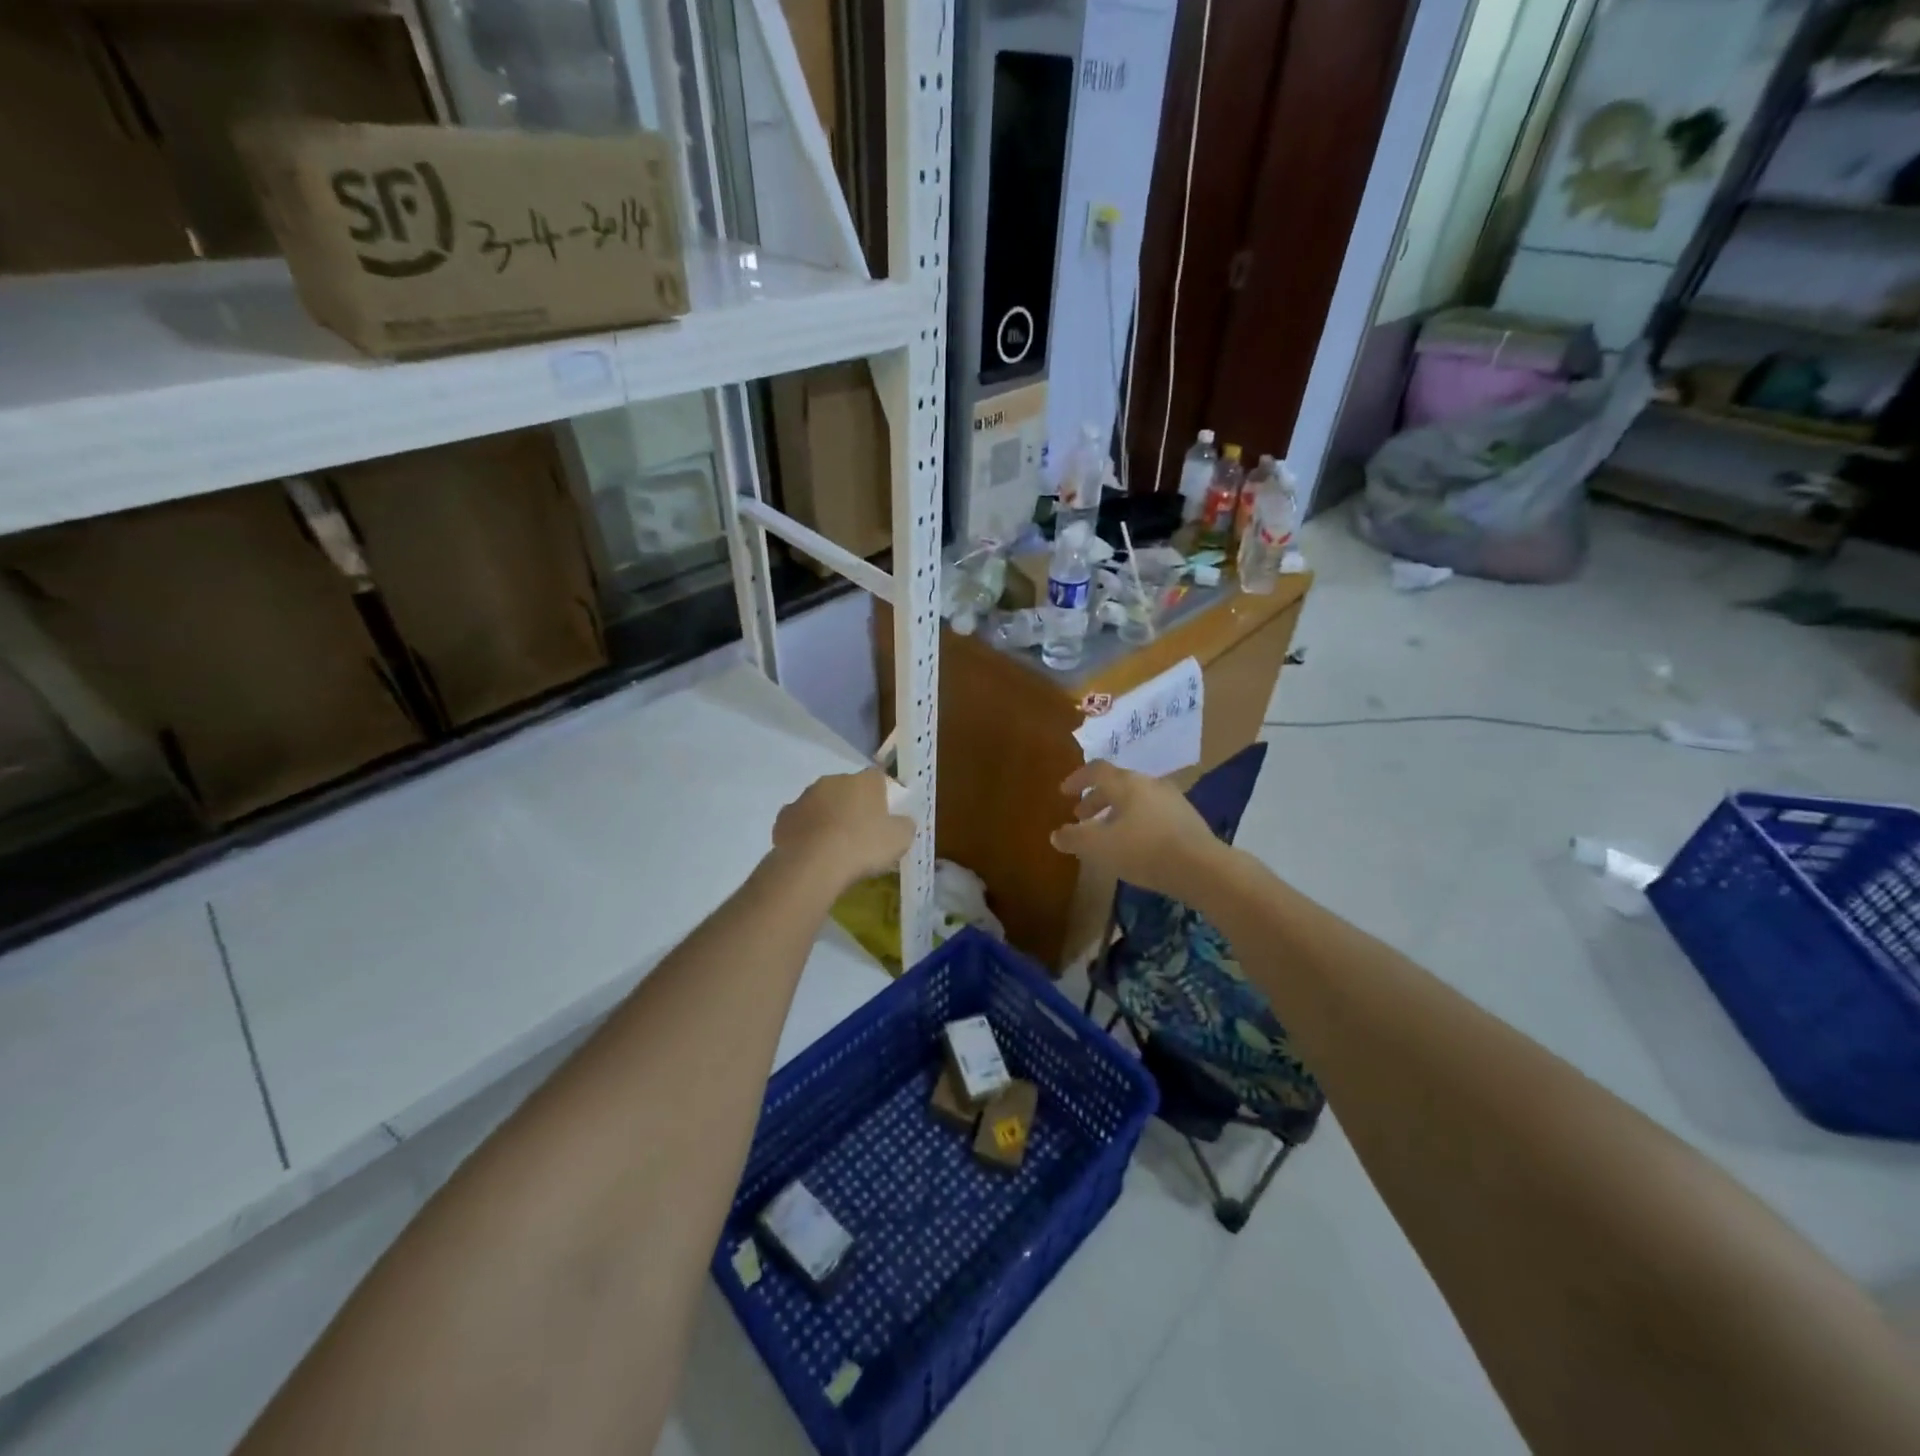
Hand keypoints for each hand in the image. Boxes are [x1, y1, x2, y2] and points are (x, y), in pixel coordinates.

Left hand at [772, 769, 915, 892]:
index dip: (882, 795)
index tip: (883, 816)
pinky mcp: (784, 817)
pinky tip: (812, 852)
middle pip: (847, 789)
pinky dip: (806, 832)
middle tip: (859, 832)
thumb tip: (902, 821)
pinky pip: (800, 821)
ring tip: (833, 846)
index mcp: (864, 781)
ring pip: (821, 804)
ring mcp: (805, 797)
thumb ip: (904, 825)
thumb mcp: (900, 839)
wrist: (813, 865)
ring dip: (827, 817)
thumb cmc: (863, 847)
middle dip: (852, 805)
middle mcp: (833, 781)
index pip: (878, 777)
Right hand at [1050, 761, 1229, 902]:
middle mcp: (1150, 784)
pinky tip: (1135, 844)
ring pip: (1136, 799)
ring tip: (1107, 832)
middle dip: (1096, 799)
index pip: (1096, 770)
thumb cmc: (1143, 850)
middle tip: (1081, 816)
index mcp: (1126, 783)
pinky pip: (1153, 813)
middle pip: (1117, 784)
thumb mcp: (1099, 847)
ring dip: (1117, 811)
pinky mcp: (1188, 819)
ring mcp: (1173, 800)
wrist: (1202, 868)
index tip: (1064, 792)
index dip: (1077, 779)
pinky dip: (1136, 822)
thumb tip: (1056, 834)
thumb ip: (1074, 838)